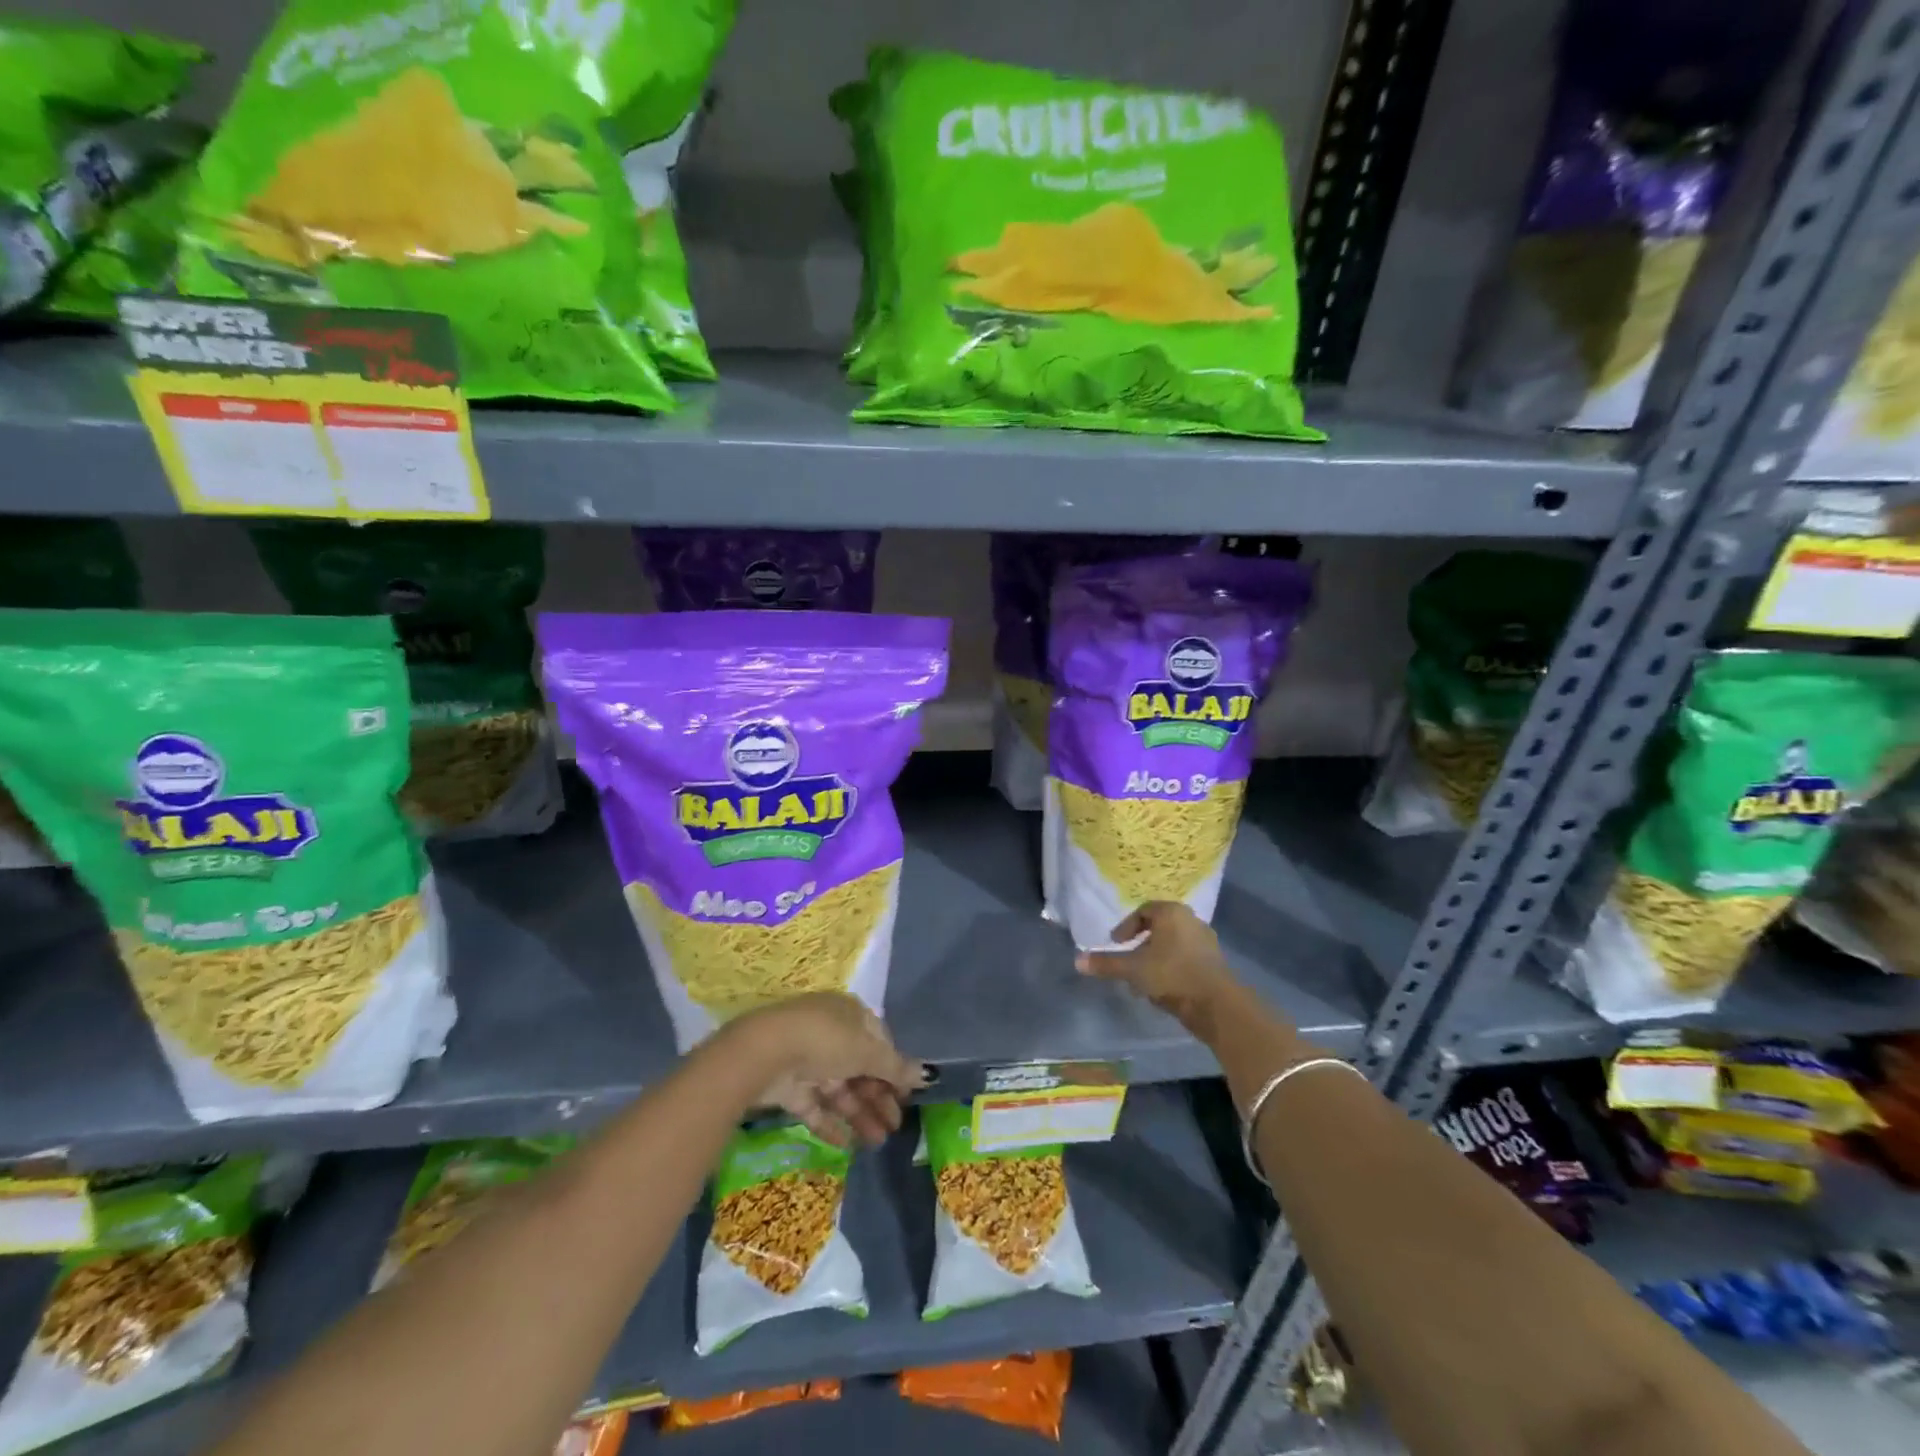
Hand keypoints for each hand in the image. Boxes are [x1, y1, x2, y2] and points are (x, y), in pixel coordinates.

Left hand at [721, 993, 925, 1146]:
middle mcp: (831, 1034)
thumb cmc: (826, 1041)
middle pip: (861, 1068)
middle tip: (895, 1127)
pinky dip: (831, 1123)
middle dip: (879, 1098)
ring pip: (840, 1089)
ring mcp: (808, 1060)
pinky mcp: (788, 1085)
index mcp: (851, 1015)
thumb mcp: (867, 1052)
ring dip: (860, 1114)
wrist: (765, 1053)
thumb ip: (896, 1067)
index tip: (907, 1097)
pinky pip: (815, 1105)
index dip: (894, 1069)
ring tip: (877, 1142)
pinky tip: (846, 1144)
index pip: (879, 1042)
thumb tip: (928, 1074)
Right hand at [1074, 901, 1235, 1026]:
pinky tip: (1162, 988)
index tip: (1116, 943)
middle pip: (1159, 927)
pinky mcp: (1214, 962)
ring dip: (1155, 958)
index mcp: (1171, 913)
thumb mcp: (1133, 969)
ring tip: (1142, 979)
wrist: (1216, 1004)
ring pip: (1172, 945)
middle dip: (1141, 944)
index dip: (1126, 927)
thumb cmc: (1171, 974)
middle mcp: (1191, 920)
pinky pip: (1185, 958)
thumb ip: (1106, 964)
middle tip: (1128, 959)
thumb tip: (1077, 961)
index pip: (1143, 911)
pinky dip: (1171, 968)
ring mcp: (1206, 941)